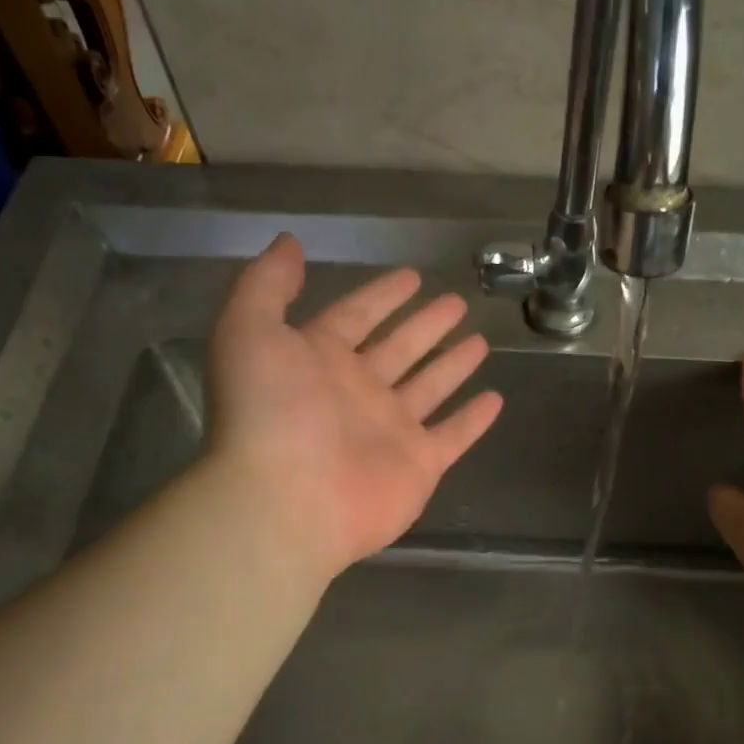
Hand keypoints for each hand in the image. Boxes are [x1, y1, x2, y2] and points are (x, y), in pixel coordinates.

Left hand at [205, 233, 502, 581]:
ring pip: (429, 388)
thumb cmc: (267, 412)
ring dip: (452, 365)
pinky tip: (495, 399)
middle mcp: (356, 392)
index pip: (356, 317)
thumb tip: (288, 243)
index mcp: (318, 360)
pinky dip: (473, 421)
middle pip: (399, 349)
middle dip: (425, 325)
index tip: (411, 276)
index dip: (381, 296)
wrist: (285, 501)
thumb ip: (266, 285)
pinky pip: (452, 436)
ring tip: (481, 341)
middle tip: (457, 301)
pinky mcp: (418, 465)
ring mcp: (390, 431)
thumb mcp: (248, 330)